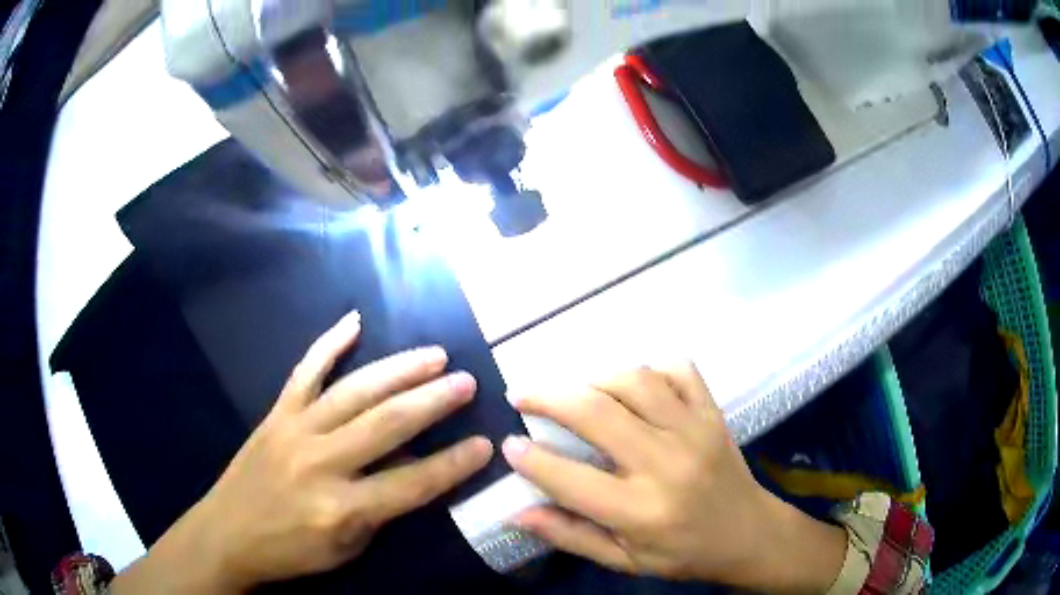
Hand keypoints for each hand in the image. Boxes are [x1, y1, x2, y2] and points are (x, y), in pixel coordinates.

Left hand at [111, 311, 492, 593]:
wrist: (227, 534)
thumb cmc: (291, 551)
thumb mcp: (346, 548)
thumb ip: (381, 509)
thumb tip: (412, 465)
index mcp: (341, 508)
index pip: (412, 483)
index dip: (453, 464)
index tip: (485, 443)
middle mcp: (320, 463)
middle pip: (387, 424)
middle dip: (434, 401)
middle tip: (467, 381)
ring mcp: (295, 430)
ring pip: (354, 391)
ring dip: (399, 370)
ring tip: (434, 355)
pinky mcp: (276, 413)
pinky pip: (305, 370)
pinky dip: (329, 343)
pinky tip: (354, 320)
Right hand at [503, 363, 845, 592]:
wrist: (749, 533)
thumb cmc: (683, 554)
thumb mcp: (624, 560)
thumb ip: (570, 536)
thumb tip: (516, 513)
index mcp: (641, 511)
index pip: (570, 479)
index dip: (531, 459)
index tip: (508, 444)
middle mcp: (666, 464)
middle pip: (597, 413)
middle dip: (549, 397)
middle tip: (522, 394)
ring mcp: (694, 430)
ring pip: (635, 381)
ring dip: (594, 378)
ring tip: (575, 390)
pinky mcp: (712, 412)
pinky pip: (679, 369)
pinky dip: (650, 366)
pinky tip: (634, 382)